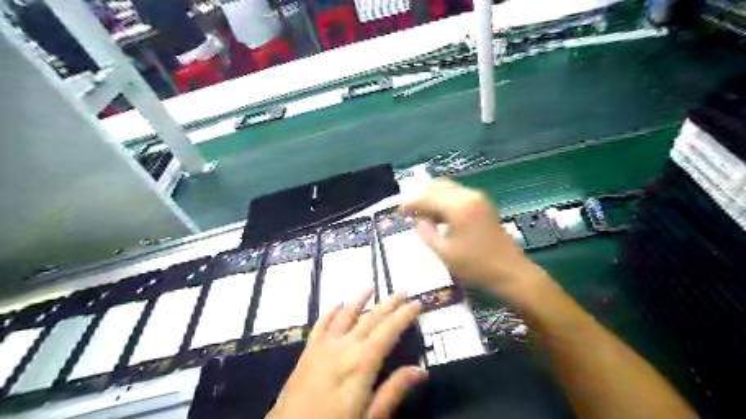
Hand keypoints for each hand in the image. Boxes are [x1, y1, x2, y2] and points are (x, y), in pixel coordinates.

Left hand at [267, 290, 427, 418]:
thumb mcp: (370, 418)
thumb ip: (393, 391)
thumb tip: (421, 370)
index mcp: (361, 363)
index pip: (388, 331)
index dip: (404, 315)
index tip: (417, 302)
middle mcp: (344, 347)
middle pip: (370, 319)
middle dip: (388, 304)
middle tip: (402, 291)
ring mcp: (323, 346)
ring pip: (345, 315)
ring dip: (359, 300)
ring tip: (370, 288)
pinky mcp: (308, 351)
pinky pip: (321, 324)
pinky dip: (330, 311)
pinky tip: (336, 303)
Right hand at [403, 179, 552, 304]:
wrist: (511, 272)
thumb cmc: (476, 266)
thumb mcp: (445, 252)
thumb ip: (427, 233)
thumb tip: (418, 221)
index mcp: (458, 206)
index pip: (427, 197)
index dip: (410, 203)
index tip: (398, 211)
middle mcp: (468, 195)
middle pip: (438, 186)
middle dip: (422, 197)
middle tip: (410, 213)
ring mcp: (478, 198)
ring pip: (448, 189)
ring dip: (433, 198)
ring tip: (423, 216)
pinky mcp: (483, 205)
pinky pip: (458, 195)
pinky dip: (445, 201)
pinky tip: (440, 217)